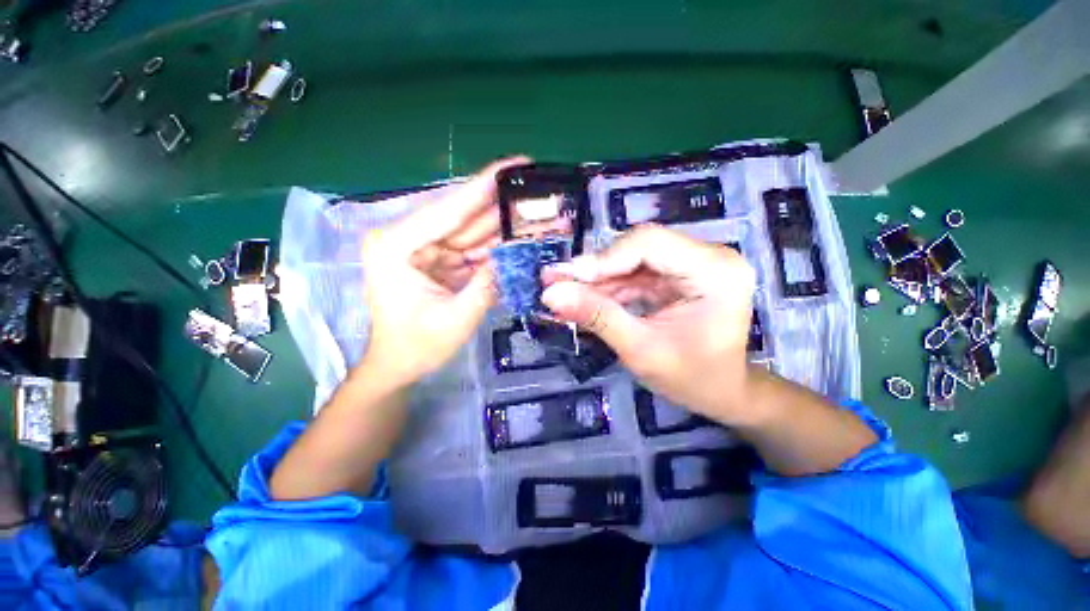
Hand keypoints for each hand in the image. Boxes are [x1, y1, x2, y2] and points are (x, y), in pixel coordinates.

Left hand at [362, 157, 529, 386]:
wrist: (400, 365)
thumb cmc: (418, 346)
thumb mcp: (457, 318)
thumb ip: (488, 285)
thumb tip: (514, 256)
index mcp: (397, 246)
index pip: (449, 210)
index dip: (485, 186)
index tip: (517, 163)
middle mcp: (407, 238)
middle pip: (463, 217)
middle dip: (500, 206)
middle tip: (537, 191)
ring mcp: (423, 248)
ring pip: (470, 232)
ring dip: (502, 227)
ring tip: (536, 215)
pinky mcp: (437, 260)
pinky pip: (471, 249)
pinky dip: (495, 247)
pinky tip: (519, 239)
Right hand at [542, 225, 758, 424]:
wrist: (721, 392)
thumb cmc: (692, 379)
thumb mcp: (641, 351)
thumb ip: (597, 317)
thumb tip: (551, 294)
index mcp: (715, 272)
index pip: (649, 244)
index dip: (603, 259)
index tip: (565, 278)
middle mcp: (711, 256)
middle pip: (640, 247)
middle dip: (596, 268)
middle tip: (556, 280)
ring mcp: (696, 262)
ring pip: (634, 258)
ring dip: (599, 278)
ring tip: (564, 289)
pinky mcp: (681, 272)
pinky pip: (638, 271)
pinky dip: (611, 286)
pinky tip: (587, 296)